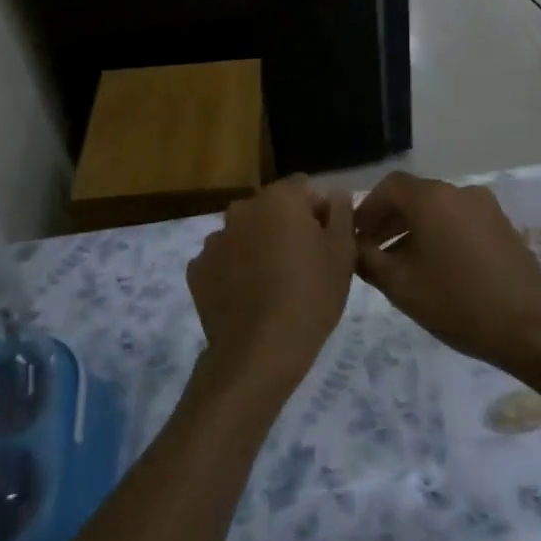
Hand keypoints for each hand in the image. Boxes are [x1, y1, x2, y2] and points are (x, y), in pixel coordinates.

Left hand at [187, 177, 355, 397]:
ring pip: (245, 233)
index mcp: (279, 199)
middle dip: (285, 226)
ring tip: (272, 284)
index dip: (318, 210)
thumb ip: (341, 212)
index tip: (325, 241)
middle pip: (271, 208)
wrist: (259, 353)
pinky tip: (248, 297)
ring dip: (258, 246)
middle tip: (302, 264)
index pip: (303, 188)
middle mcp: (242, 209)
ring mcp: (214, 239)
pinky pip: (224, 260)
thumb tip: (335, 193)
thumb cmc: (310, 296)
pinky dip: (235, 270)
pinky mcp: (197, 270)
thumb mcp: (343, 253)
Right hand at [352, 173, 540, 373]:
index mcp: (432, 198)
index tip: (354, 236)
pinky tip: (434, 268)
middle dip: (388, 220)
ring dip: (413, 228)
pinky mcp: (502, 226)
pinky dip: (439, 234)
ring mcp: (485, 207)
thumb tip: (355, 248)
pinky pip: (459, 220)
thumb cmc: (457, 303)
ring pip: (437, 209)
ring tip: (398, 264)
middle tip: (370, 251)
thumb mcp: (401, 286)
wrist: (531, 328)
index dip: (366, 209)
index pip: (389, 187)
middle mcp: (459, 191)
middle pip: (414, 196)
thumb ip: (369, 260)